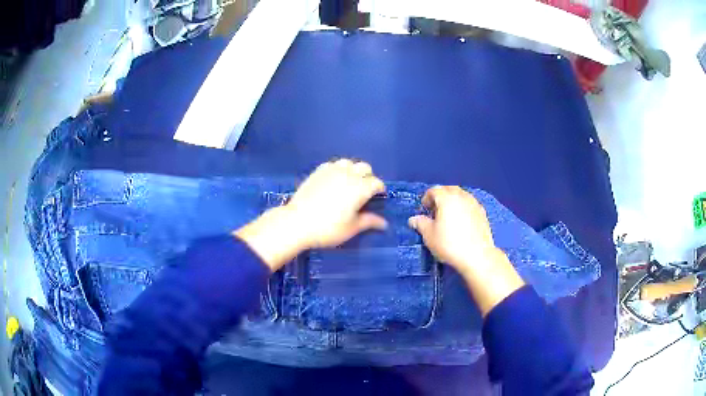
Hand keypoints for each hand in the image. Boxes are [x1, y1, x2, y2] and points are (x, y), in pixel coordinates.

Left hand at [235, 159, 386, 270]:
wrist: (297, 222)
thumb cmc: (328, 228)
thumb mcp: (351, 228)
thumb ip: (369, 221)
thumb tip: (384, 223)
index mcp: (360, 188)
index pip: (376, 183)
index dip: (380, 189)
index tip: (378, 197)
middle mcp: (348, 175)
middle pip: (364, 167)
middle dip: (368, 176)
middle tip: (365, 190)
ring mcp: (332, 171)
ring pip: (348, 162)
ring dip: (353, 169)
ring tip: (350, 182)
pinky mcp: (318, 171)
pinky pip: (332, 164)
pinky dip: (338, 169)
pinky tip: (335, 179)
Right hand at [408, 186, 495, 271]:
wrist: (477, 256)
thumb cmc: (450, 244)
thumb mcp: (429, 235)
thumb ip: (421, 223)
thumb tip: (414, 219)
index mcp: (447, 198)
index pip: (434, 190)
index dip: (426, 199)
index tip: (423, 210)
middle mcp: (462, 196)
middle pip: (449, 190)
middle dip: (440, 197)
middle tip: (435, 211)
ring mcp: (474, 204)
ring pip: (461, 196)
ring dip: (453, 202)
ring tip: (448, 217)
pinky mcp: (483, 213)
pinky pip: (469, 204)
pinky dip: (463, 208)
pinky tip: (461, 222)